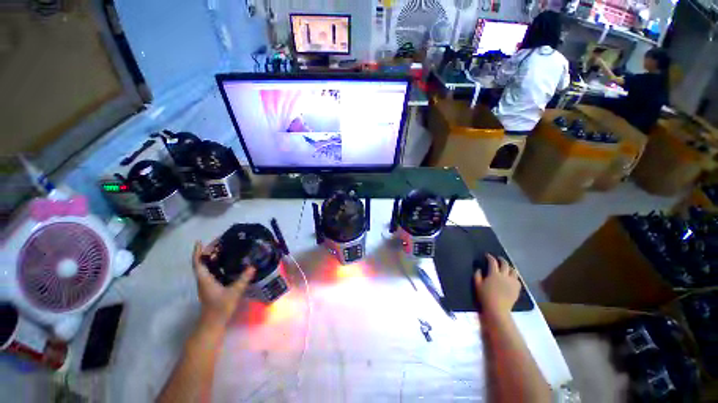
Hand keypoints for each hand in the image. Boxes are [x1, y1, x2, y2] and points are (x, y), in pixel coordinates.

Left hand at [192, 241, 255, 327]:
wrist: (213, 324)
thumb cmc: (220, 308)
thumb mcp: (233, 293)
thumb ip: (243, 279)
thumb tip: (253, 266)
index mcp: (205, 279)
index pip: (198, 263)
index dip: (198, 252)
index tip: (199, 241)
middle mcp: (204, 280)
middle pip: (203, 262)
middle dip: (209, 251)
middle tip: (221, 241)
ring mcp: (208, 283)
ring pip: (208, 266)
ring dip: (214, 256)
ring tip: (226, 248)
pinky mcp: (212, 287)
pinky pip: (213, 271)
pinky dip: (218, 263)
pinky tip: (229, 262)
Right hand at [474, 254, 520, 314]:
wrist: (497, 309)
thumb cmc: (485, 296)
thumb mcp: (477, 285)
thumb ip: (477, 275)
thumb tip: (479, 269)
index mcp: (494, 274)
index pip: (492, 262)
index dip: (490, 257)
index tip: (487, 255)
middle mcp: (504, 276)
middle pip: (505, 264)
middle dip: (501, 260)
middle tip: (498, 259)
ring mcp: (512, 282)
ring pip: (513, 271)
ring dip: (509, 267)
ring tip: (506, 267)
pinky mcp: (517, 289)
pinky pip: (517, 280)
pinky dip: (514, 277)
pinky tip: (511, 278)